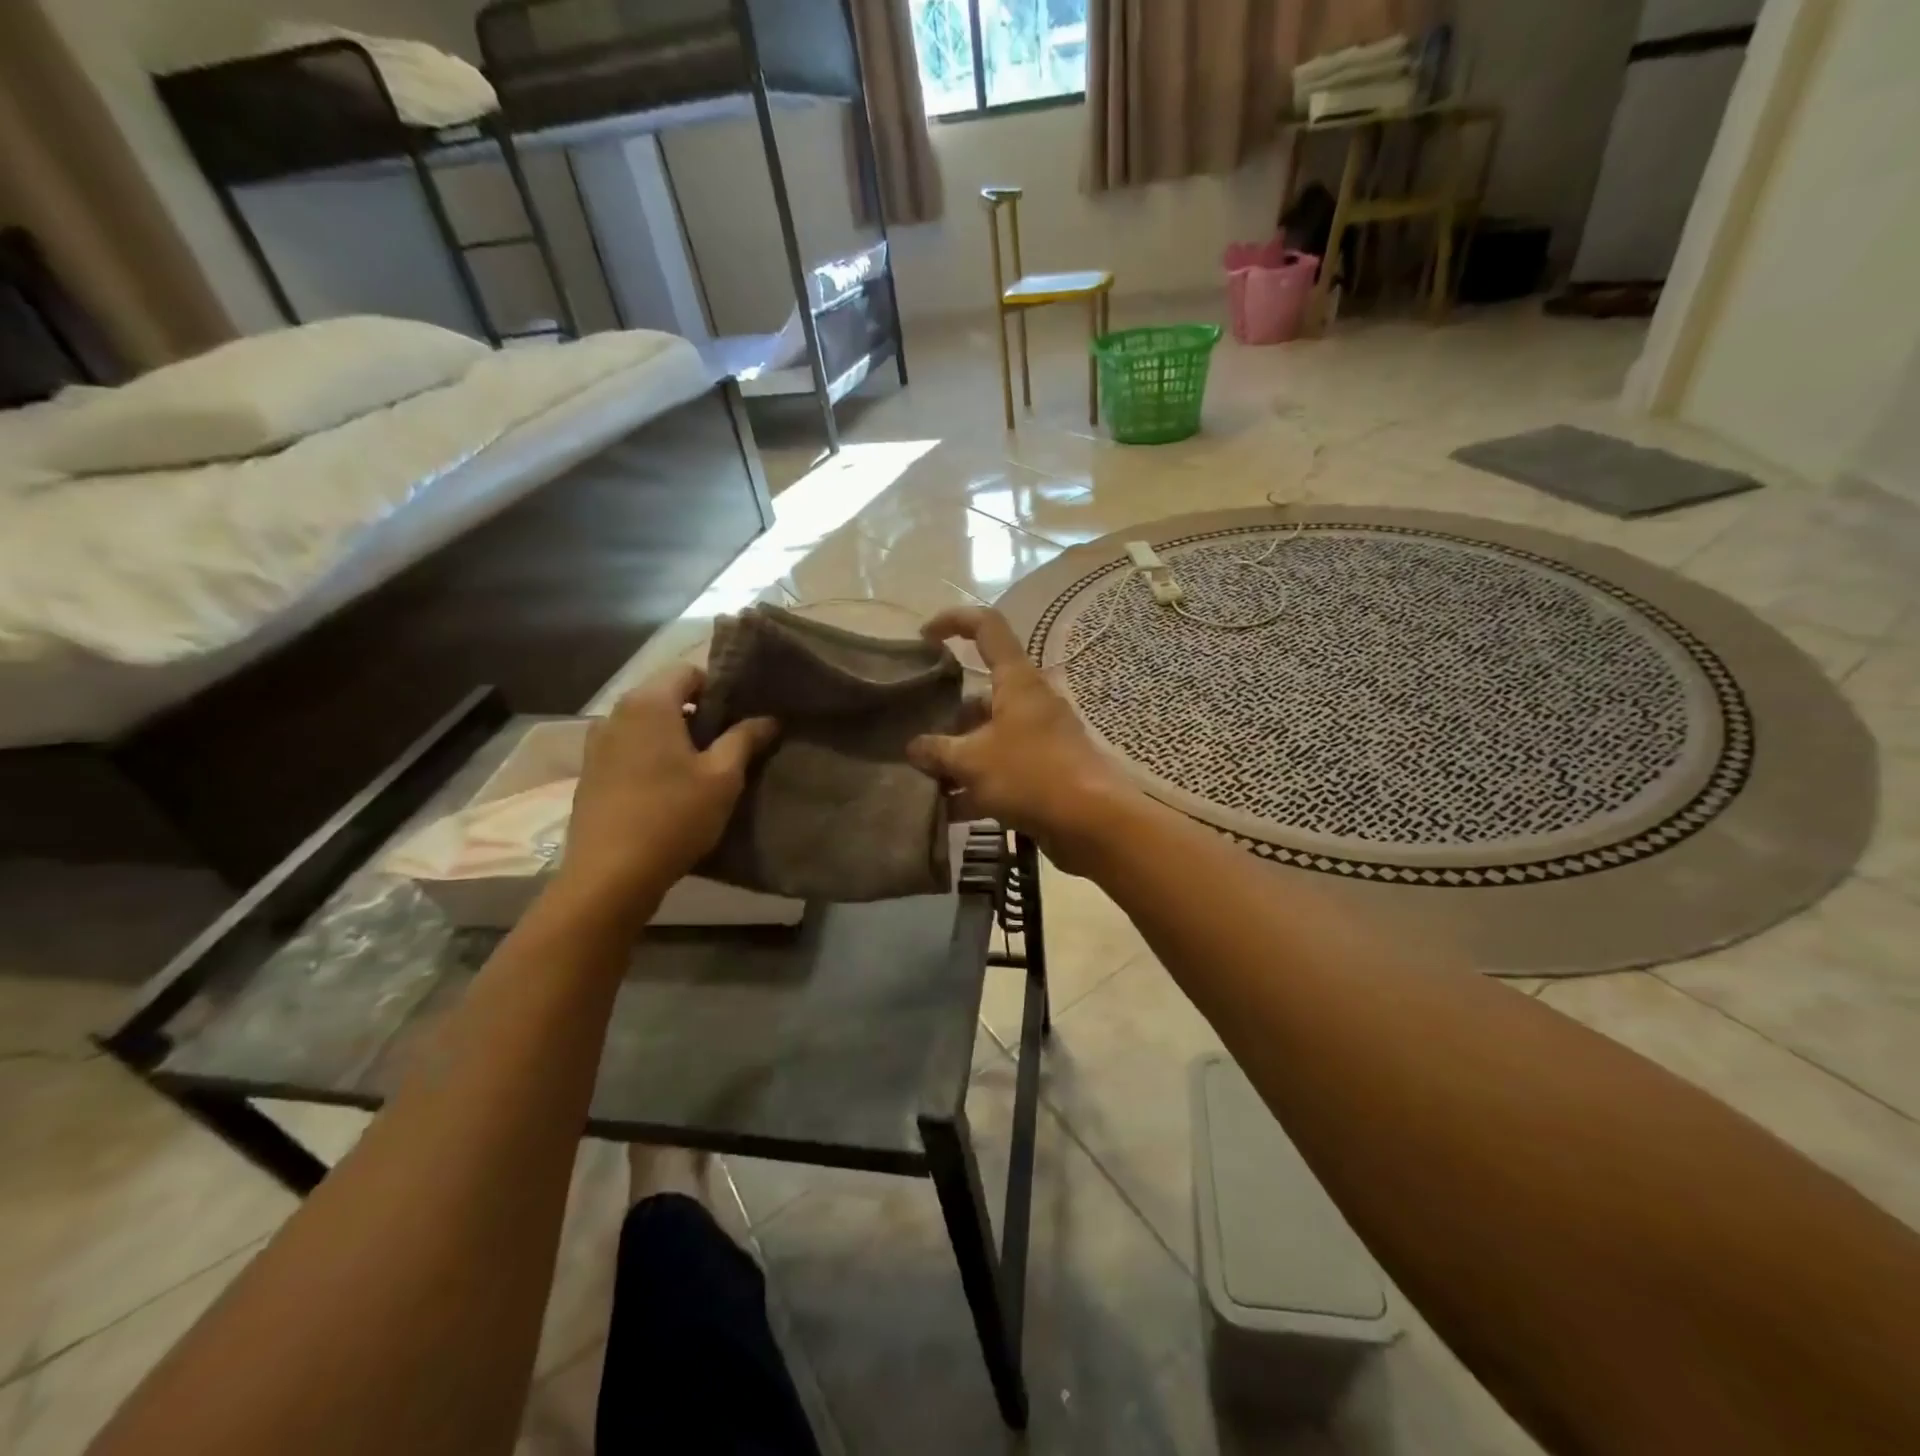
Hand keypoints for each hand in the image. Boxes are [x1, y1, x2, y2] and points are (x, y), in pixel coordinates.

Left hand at [559, 665, 777, 907]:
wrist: (609, 877)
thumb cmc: (673, 817)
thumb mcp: (722, 778)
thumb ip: (745, 739)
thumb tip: (769, 718)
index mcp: (648, 703)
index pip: (689, 672)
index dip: (720, 690)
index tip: (740, 719)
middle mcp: (615, 713)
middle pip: (665, 697)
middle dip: (698, 715)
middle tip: (728, 746)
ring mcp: (596, 745)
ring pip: (646, 726)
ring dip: (674, 738)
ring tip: (700, 771)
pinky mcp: (589, 774)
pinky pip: (628, 750)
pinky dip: (651, 757)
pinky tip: (669, 791)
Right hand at [909, 607, 1131, 873]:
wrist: (1093, 822)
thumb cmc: (1030, 775)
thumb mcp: (972, 761)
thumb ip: (937, 751)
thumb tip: (914, 748)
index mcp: (1016, 681)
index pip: (986, 627)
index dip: (953, 620)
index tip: (923, 636)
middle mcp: (1030, 703)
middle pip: (981, 694)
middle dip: (947, 717)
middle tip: (916, 738)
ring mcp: (1039, 738)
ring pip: (989, 737)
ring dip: (958, 757)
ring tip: (924, 780)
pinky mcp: (1045, 772)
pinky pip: (1002, 770)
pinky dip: (976, 785)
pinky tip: (947, 811)